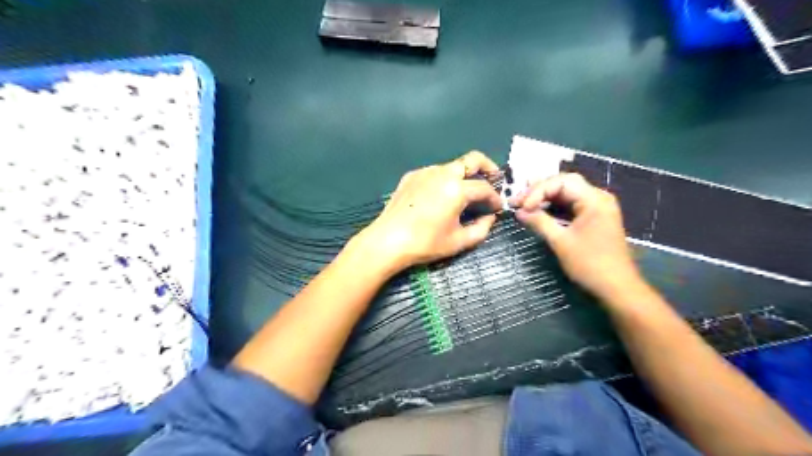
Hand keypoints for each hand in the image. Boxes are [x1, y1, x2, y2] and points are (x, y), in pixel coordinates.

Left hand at [353, 151, 506, 275]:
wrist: (387, 241)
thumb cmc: (425, 243)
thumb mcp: (458, 241)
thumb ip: (481, 229)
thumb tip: (490, 217)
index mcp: (456, 189)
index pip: (484, 188)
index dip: (494, 198)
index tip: (498, 208)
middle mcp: (442, 173)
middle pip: (472, 160)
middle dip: (487, 167)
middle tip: (493, 180)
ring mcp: (424, 172)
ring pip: (452, 166)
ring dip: (464, 175)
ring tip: (464, 193)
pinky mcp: (411, 176)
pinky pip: (434, 173)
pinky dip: (444, 180)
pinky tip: (439, 196)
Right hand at [510, 174, 643, 300]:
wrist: (617, 288)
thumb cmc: (590, 264)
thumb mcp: (560, 242)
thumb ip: (539, 222)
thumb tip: (519, 212)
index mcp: (594, 199)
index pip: (561, 182)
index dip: (537, 191)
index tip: (521, 207)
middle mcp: (598, 197)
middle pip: (564, 183)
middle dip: (539, 191)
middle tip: (518, 202)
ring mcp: (597, 207)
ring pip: (566, 193)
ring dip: (544, 198)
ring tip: (524, 206)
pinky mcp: (594, 217)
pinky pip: (571, 204)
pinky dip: (554, 207)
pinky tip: (539, 212)